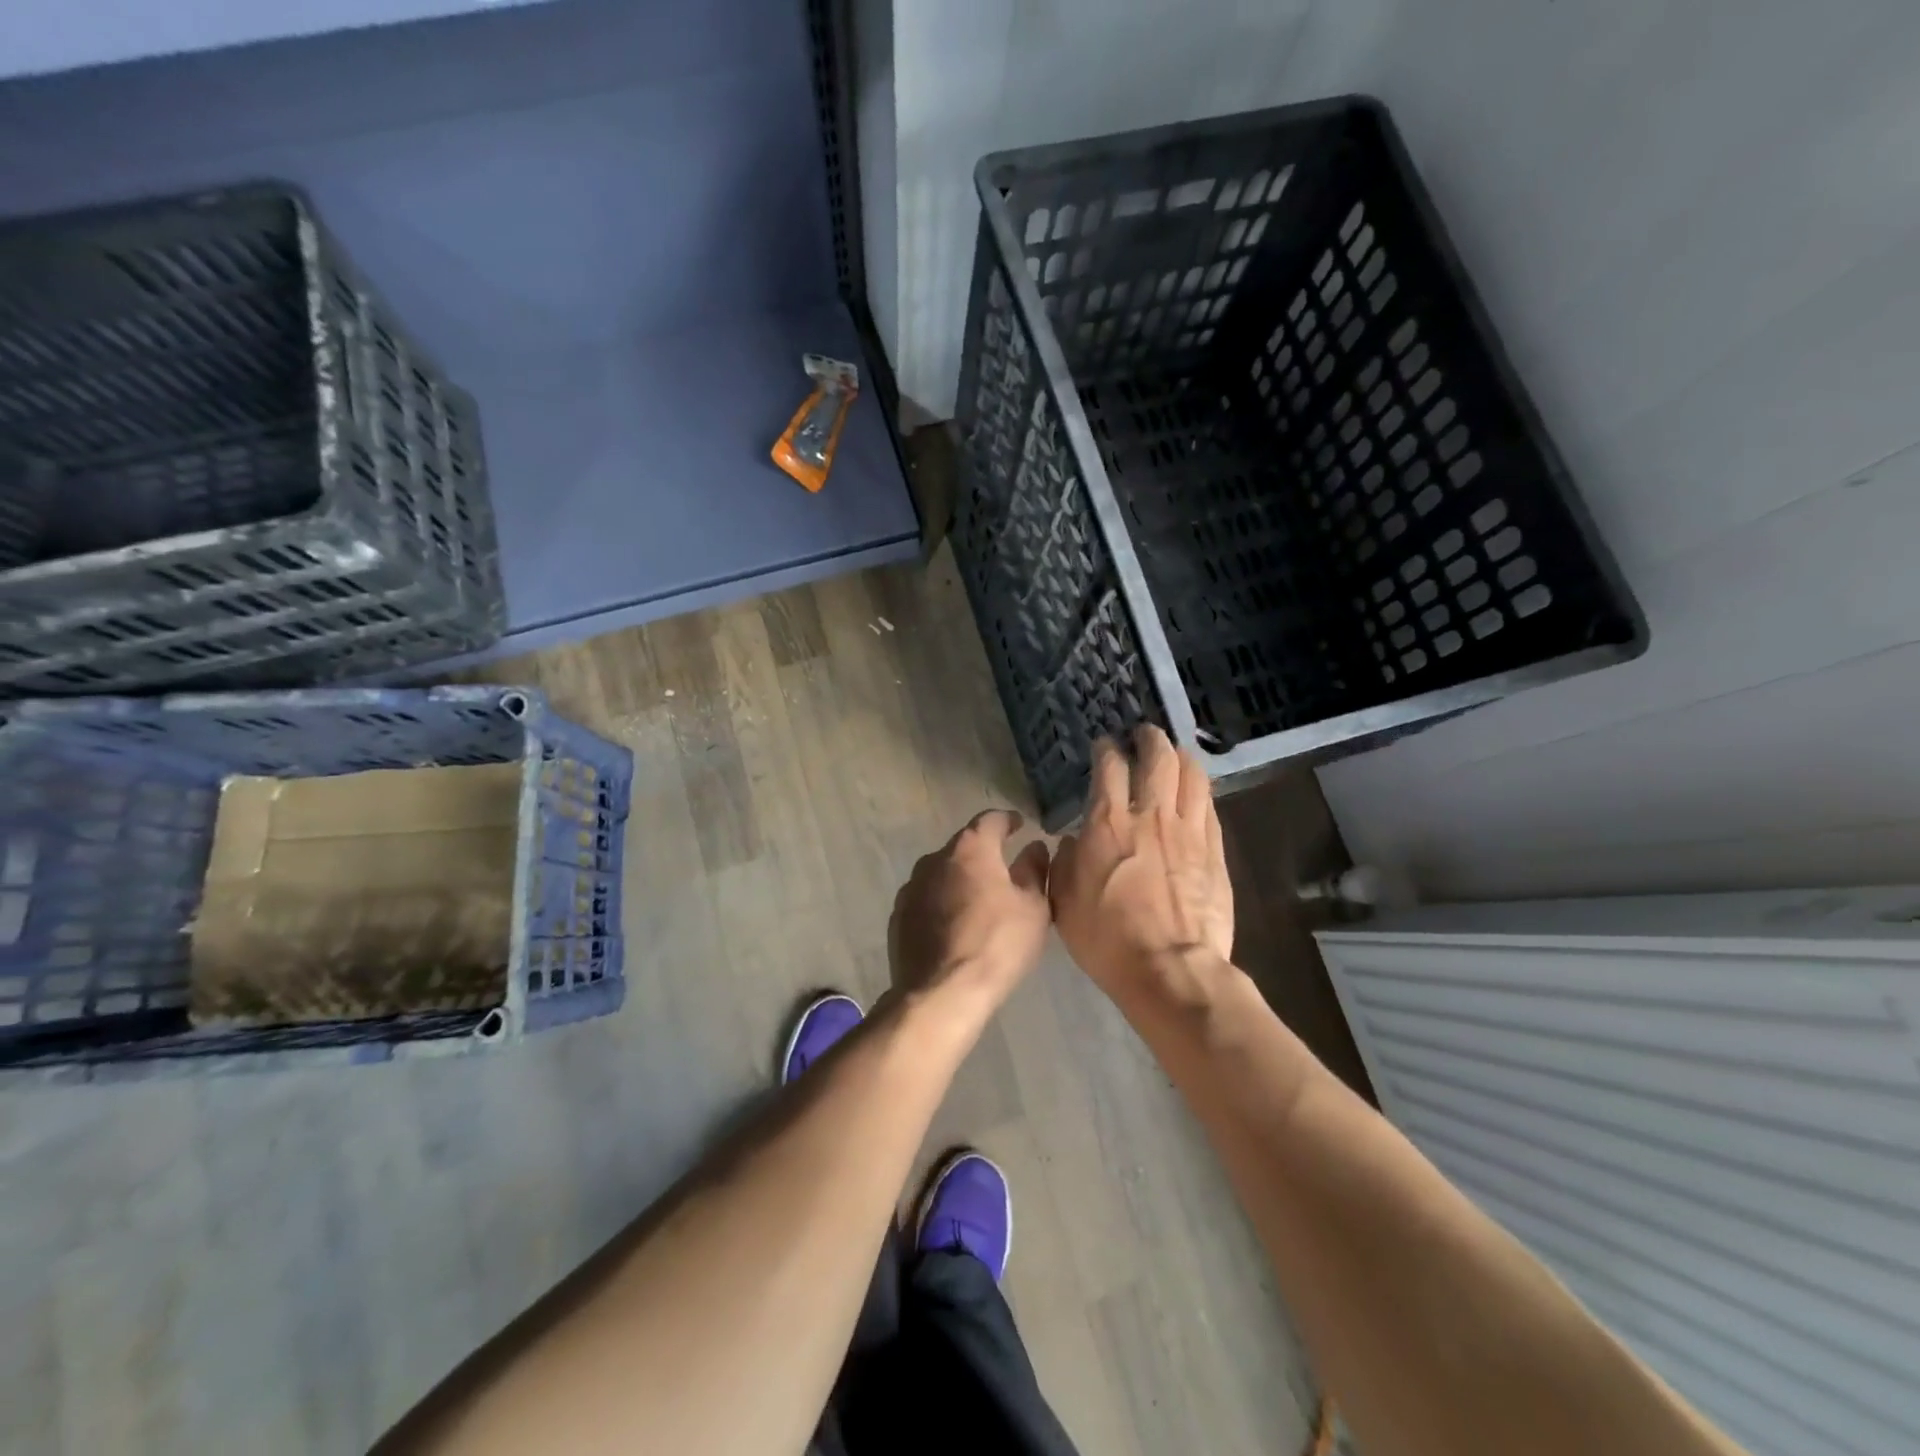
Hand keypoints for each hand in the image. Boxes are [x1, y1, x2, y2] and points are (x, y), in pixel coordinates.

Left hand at [889, 809, 1052, 1013]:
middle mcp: (934, 859)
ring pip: (941, 874)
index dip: (1007, 821)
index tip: (1018, 825)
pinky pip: (926, 900)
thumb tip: (1034, 848)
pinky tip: (953, 926)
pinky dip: (941, 904)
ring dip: (960, 881)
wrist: (941, 993)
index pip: (990, 820)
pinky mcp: (898, 916)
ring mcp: (911, 888)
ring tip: (978, 903)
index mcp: (970, 849)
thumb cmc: (997, 944)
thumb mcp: (1032, 908)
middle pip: (963, 847)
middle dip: (983, 855)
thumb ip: (1035, 871)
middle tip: (1003, 872)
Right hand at [1049, 727, 1233, 1005]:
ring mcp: (1188, 831)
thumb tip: (1072, 841)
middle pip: (1157, 759)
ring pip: (1191, 776)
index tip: (1104, 744)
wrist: (1170, 968)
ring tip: (1176, 752)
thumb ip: (1063, 863)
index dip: (1106, 749)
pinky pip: (1210, 807)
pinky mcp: (1214, 851)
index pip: (1109, 767)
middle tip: (1144, 734)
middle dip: (1150, 739)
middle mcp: (1150, 815)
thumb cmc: (1108, 938)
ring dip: (1181, 757)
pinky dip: (1200, 790)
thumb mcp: (1064, 902)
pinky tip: (1197, 791)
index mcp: (1108, 823)